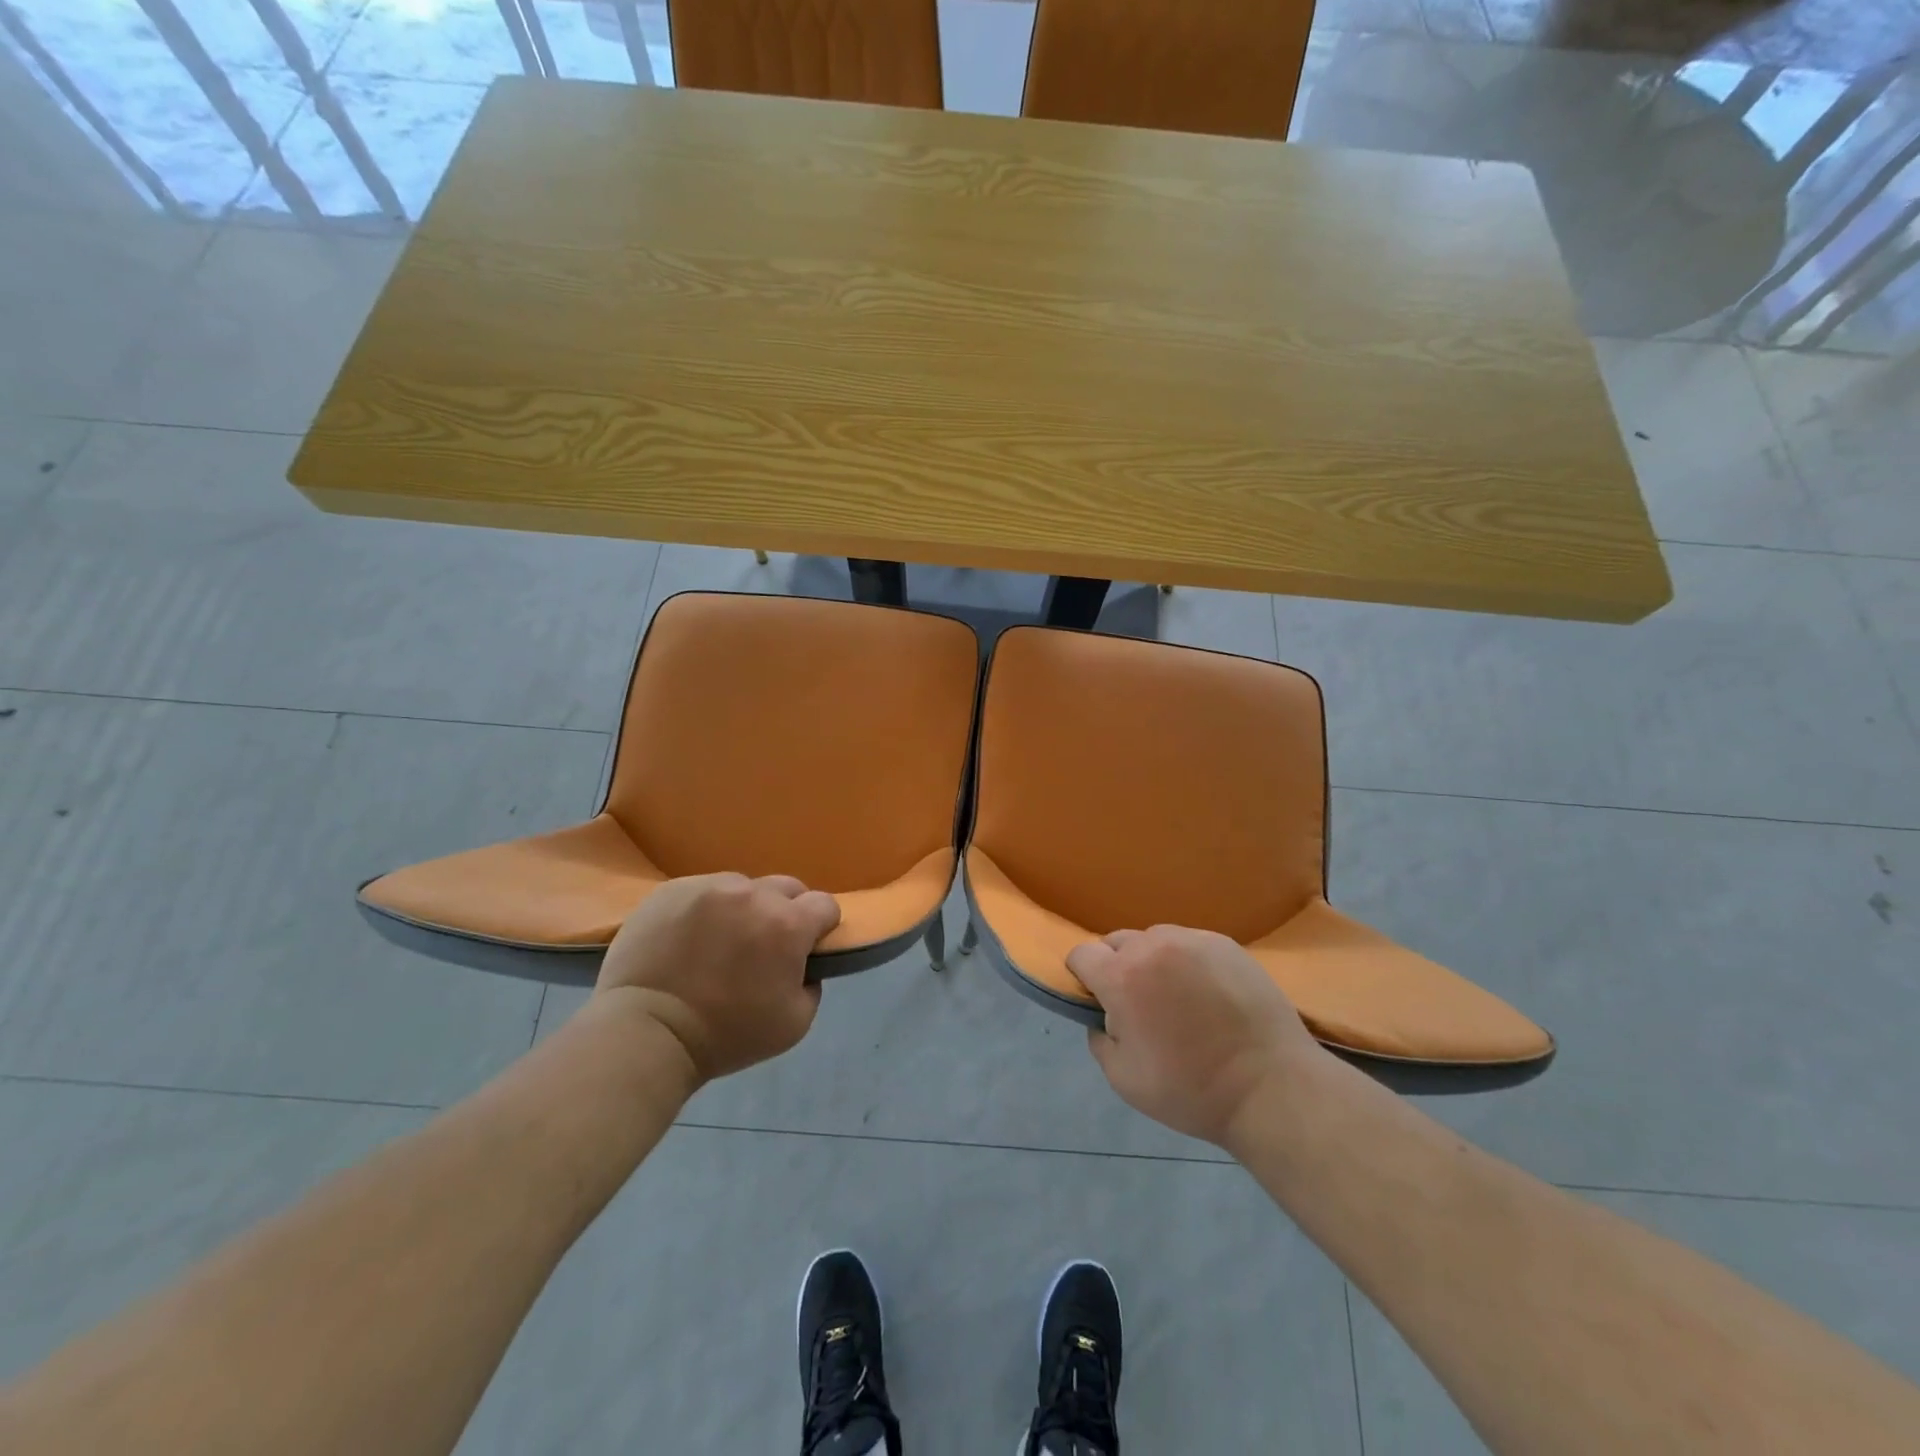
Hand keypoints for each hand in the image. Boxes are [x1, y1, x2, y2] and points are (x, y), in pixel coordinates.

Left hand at [595, 873, 840, 1081]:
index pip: (825, 904)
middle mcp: (754, 894)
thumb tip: (803, 963)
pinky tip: (689, 938)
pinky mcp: (673, 889)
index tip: (807, 946)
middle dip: (786, 911)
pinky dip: (706, 909)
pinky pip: (704, 890)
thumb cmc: (726, 1035)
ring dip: (743, 908)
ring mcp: (710, 887)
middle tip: (765, 944)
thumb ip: (812, 984)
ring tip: (720, 940)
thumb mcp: (795, 1024)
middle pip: (787, 888)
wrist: (646, 1032)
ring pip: (743, 887)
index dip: (821, 926)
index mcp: (788, 924)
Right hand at [1067, 926, 1325, 1146]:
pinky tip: (1207, 993)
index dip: (1082, 975)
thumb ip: (1100, 1039)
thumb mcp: (1124, 1080)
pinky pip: (1189, 942)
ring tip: (1175, 995)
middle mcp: (1152, 947)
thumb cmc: (1191, 1090)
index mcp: (1121, 977)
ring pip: (1154, 938)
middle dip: (1116, 966)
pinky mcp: (1225, 944)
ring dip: (1152, 959)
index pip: (1082, 954)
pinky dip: (1186, 961)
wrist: (1272, 1088)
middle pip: (1116, 942)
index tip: (1096, 998)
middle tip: (1138, 1003)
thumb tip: (1103, 1017)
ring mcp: (1192, 940)